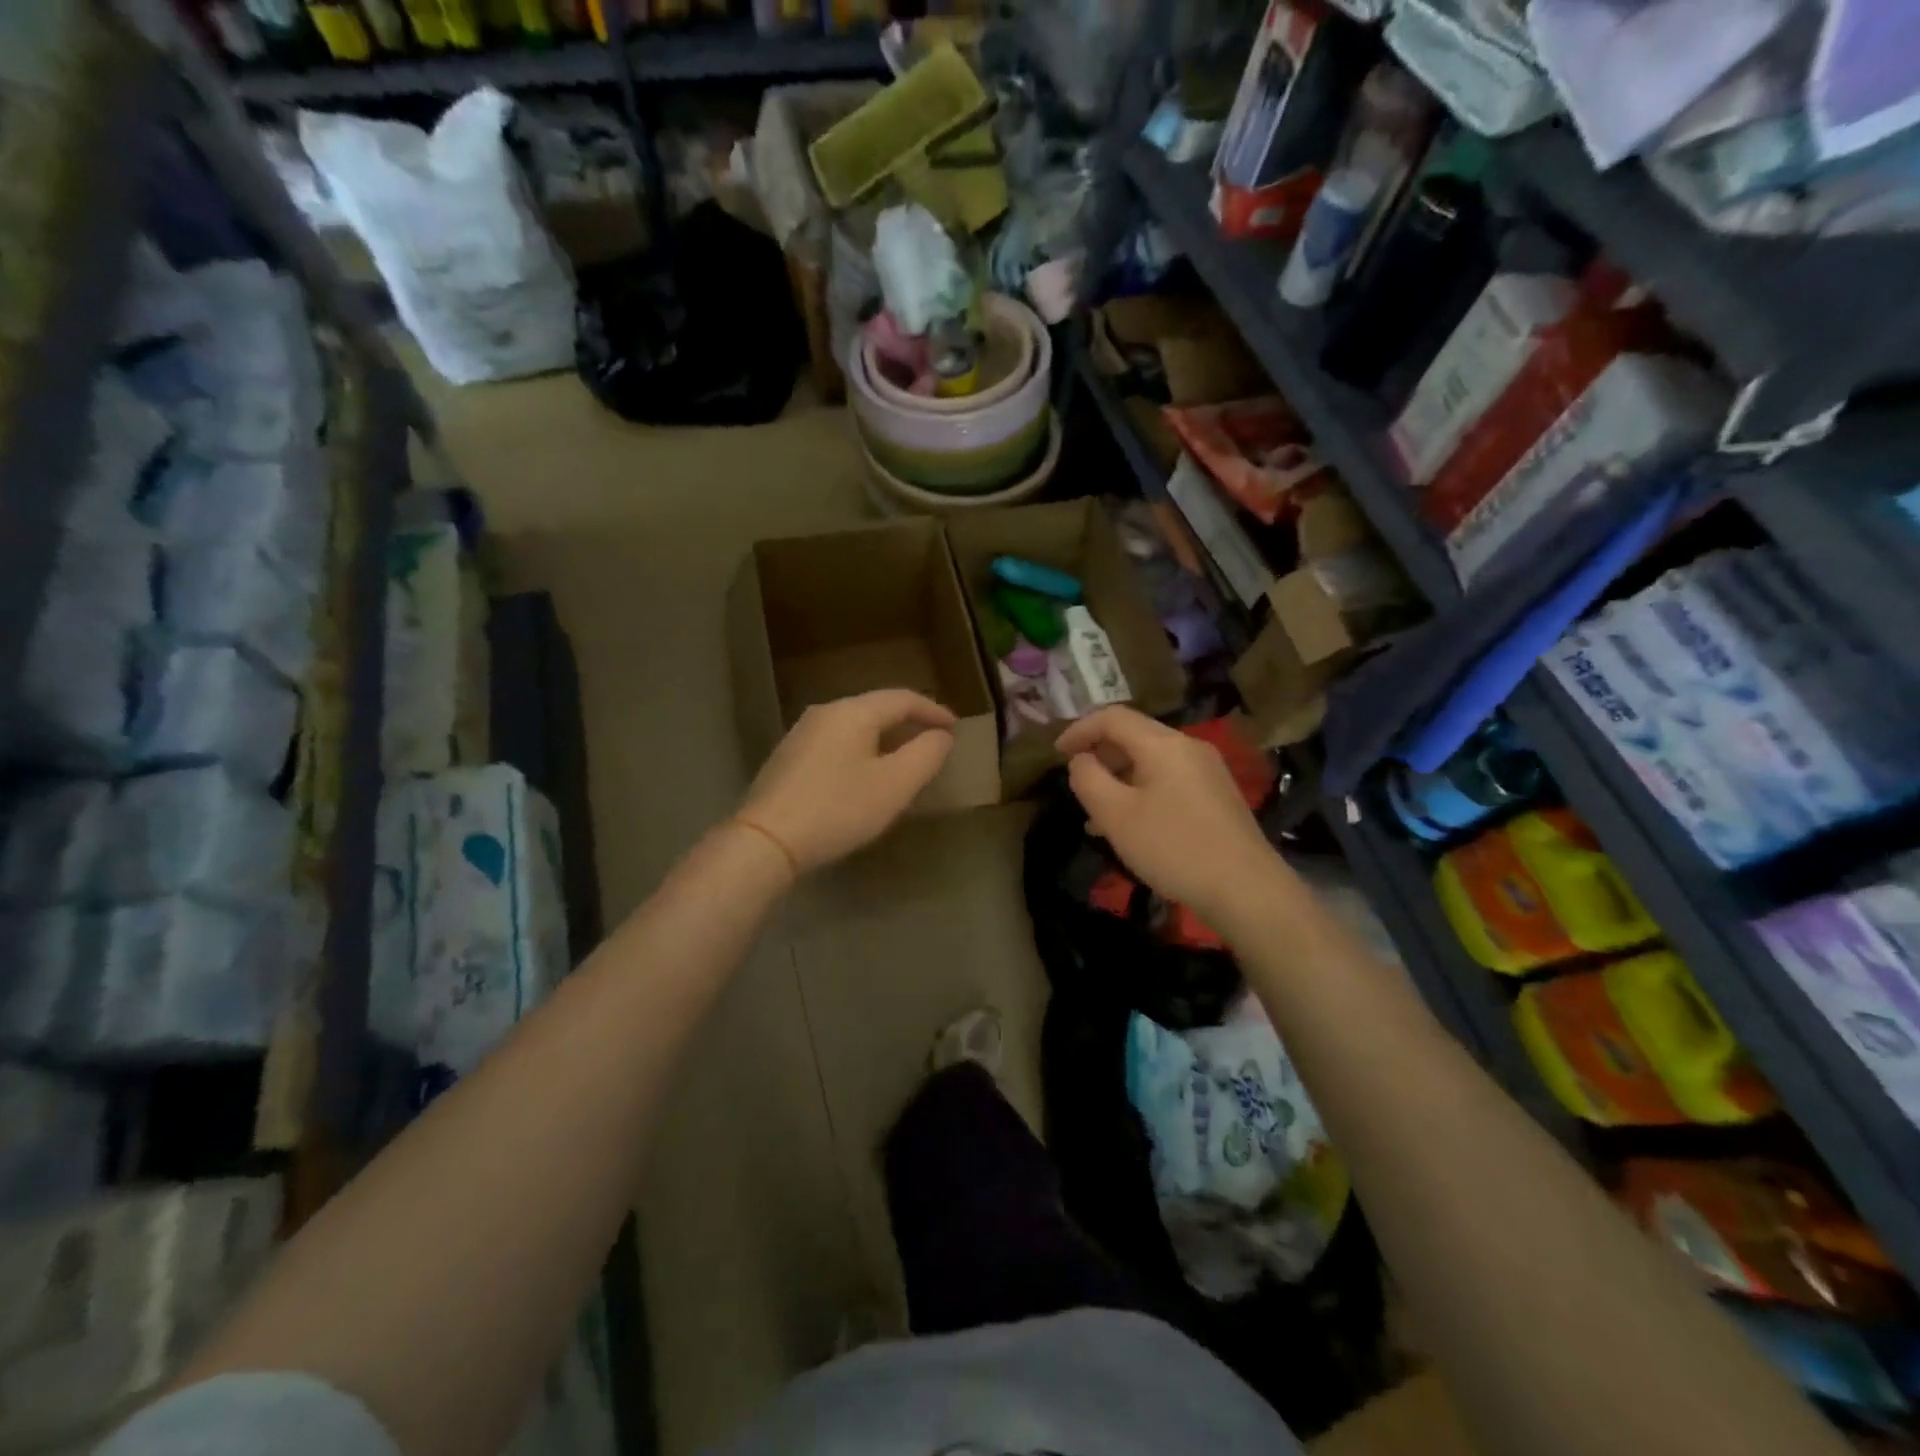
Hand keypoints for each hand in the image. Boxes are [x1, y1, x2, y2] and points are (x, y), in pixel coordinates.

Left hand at [738, 689, 955, 872]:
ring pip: (855, 726)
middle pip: (876, 708)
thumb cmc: (838, 809)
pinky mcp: (789, 758)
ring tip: (906, 758)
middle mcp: (824, 713)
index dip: (933, 710)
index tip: (956, 728)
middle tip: (934, 742)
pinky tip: (867, 774)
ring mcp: (801, 734)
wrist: (766, 841)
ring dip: (885, 737)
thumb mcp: (895, 785)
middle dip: (909, 722)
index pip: (902, 698)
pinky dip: (862, 750)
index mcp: (852, 712)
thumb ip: (925, 755)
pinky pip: (837, 742)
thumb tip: (940, 736)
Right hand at [1056, 706, 1278, 927]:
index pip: (1112, 717)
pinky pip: (1168, 780)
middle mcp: (1188, 747)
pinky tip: (1131, 825)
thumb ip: (1088, 779)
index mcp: (1163, 744)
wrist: (1246, 889)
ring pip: (1150, 761)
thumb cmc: (1173, 848)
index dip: (1079, 729)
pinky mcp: (1217, 795)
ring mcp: (1207, 770)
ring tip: (1096, 813)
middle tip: (1076, 782)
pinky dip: (1142, 791)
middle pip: (1134, 736)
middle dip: (1099, 754)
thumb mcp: (1116, 815)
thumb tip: (1081, 760)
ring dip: (1119, 778)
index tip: (1055, 753)